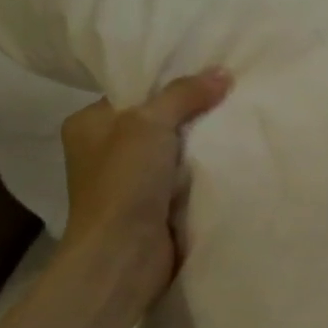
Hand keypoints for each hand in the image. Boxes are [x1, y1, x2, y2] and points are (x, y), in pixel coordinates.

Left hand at [55, 68, 232, 317]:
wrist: (124, 255)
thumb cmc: (124, 182)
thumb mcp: (150, 124)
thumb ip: (184, 95)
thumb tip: (222, 72)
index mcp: (89, 124)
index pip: (134, 92)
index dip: (170, 82)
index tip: (209, 73)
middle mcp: (105, 151)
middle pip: (157, 121)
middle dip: (191, 113)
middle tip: (231, 95)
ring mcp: (130, 182)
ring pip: (173, 151)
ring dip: (200, 145)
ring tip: (237, 122)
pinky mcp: (153, 207)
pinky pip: (184, 179)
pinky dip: (203, 172)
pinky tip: (231, 159)